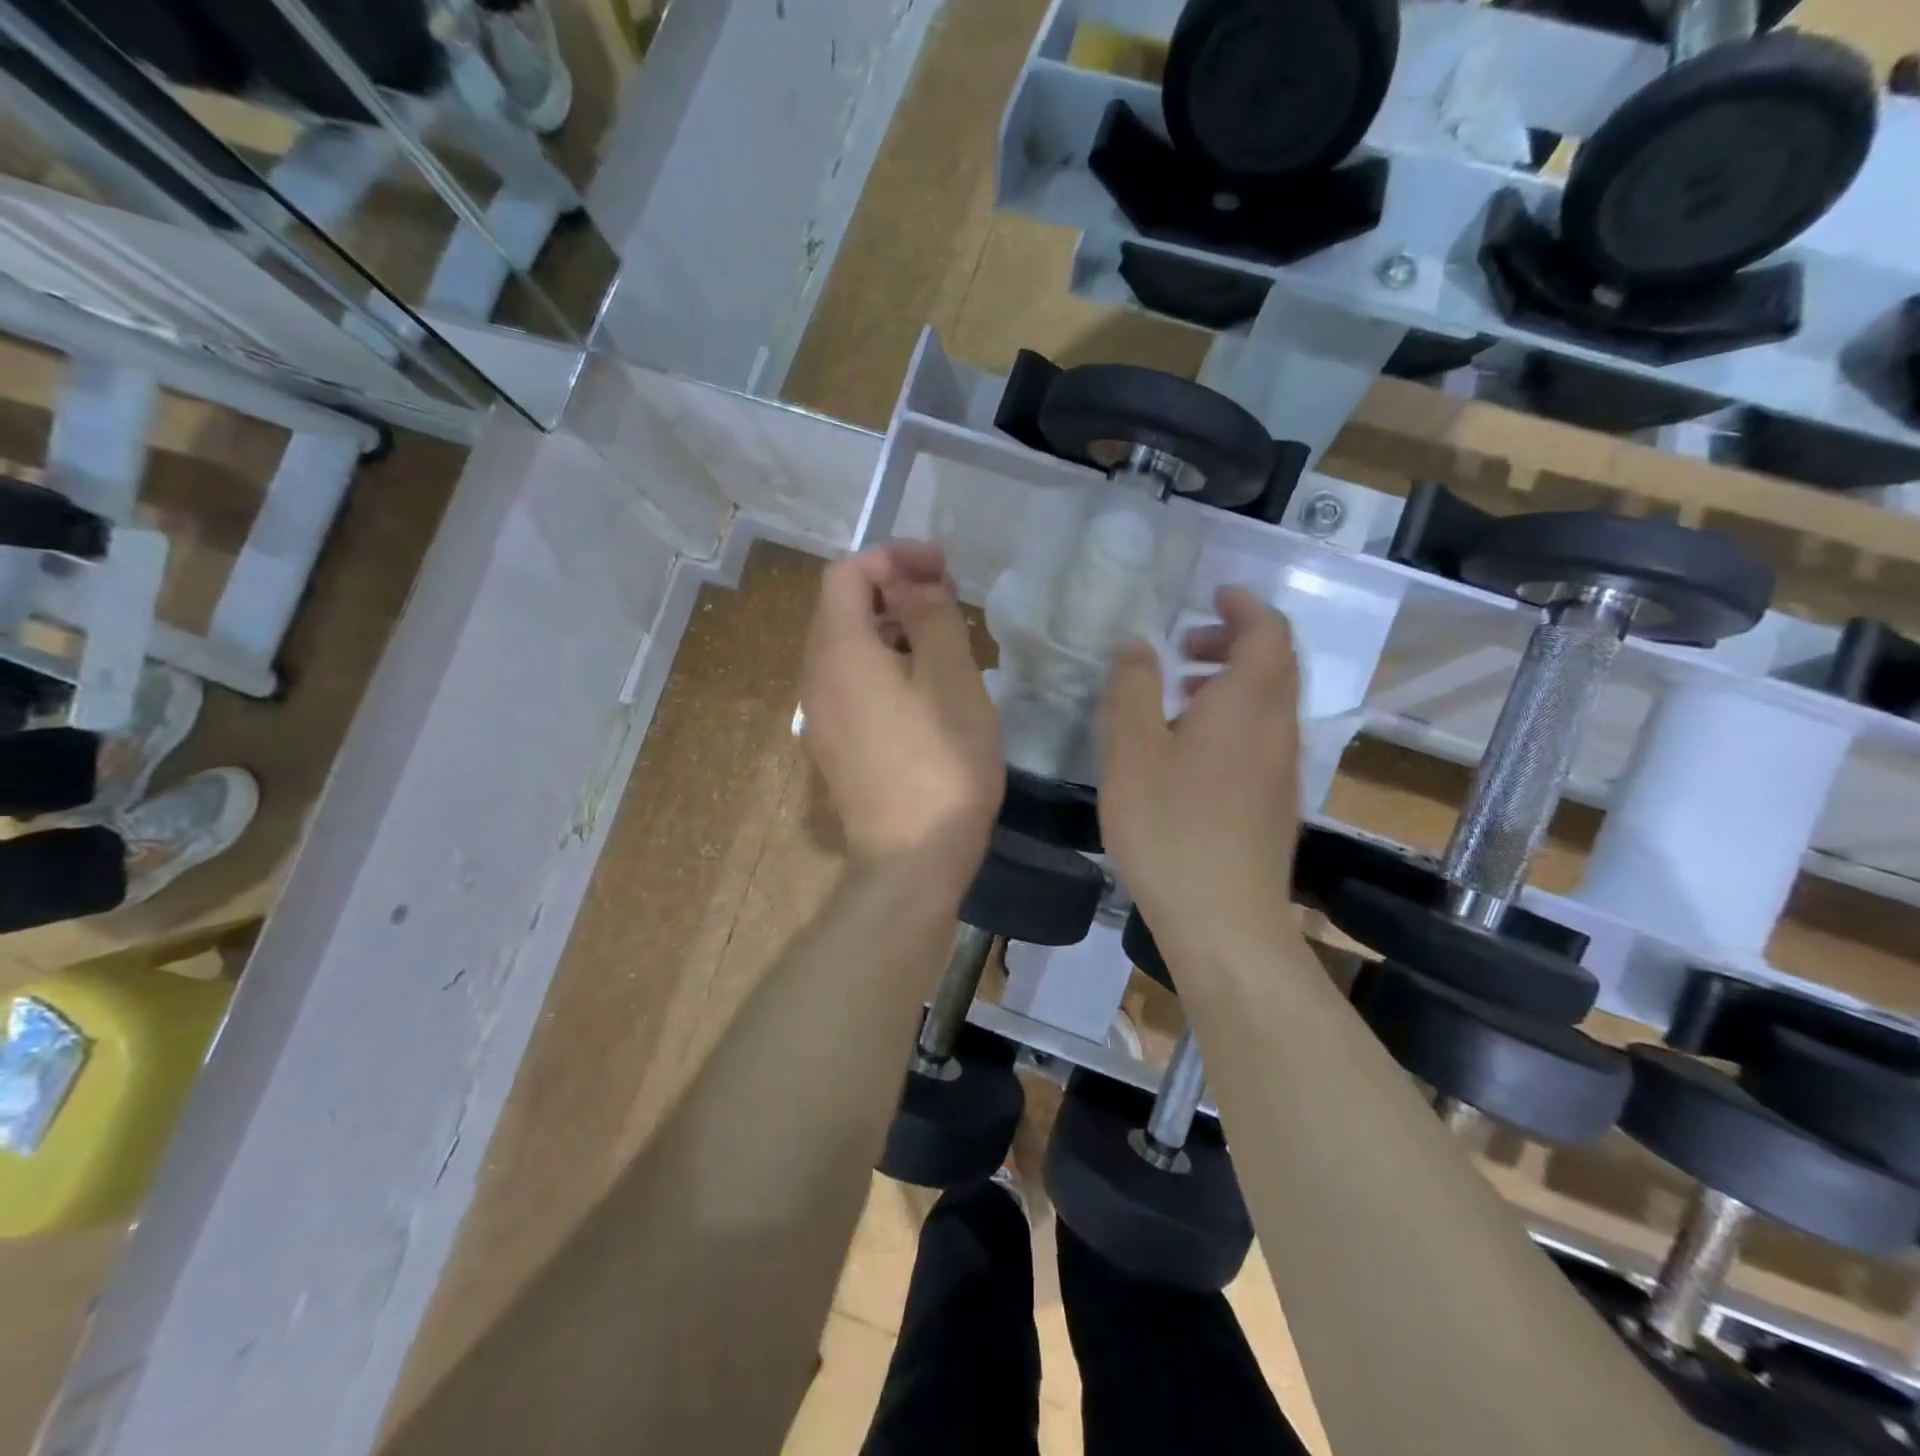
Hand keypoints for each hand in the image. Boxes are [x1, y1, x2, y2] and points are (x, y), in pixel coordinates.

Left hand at [800, 543, 1002, 889]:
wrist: (911, 859)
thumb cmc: (940, 762)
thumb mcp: (951, 676)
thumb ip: (931, 616)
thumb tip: (914, 583)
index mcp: (839, 650)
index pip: (848, 572)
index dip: (894, 556)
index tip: (942, 566)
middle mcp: (816, 676)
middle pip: (842, 607)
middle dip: (893, 588)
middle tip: (946, 595)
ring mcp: (821, 715)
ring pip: (848, 647)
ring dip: (890, 628)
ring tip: (941, 638)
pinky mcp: (835, 745)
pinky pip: (851, 683)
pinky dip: (883, 664)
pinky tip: (923, 687)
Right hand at [1098, 585, 1301, 954]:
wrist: (1224, 920)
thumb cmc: (1170, 827)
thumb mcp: (1132, 750)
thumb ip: (1132, 688)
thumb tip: (1138, 644)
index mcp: (1248, 703)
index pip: (1268, 630)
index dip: (1243, 605)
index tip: (1211, 595)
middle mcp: (1278, 727)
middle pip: (1273, 663)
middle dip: (1232, 641)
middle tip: (1182, 647)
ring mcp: (1283, 768)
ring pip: (1267, 702)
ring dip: (1229, 682)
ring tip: (1177, 695)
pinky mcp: (1276, 802)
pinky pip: (1261, 736)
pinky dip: (1232, 718)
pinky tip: (1189, 751)